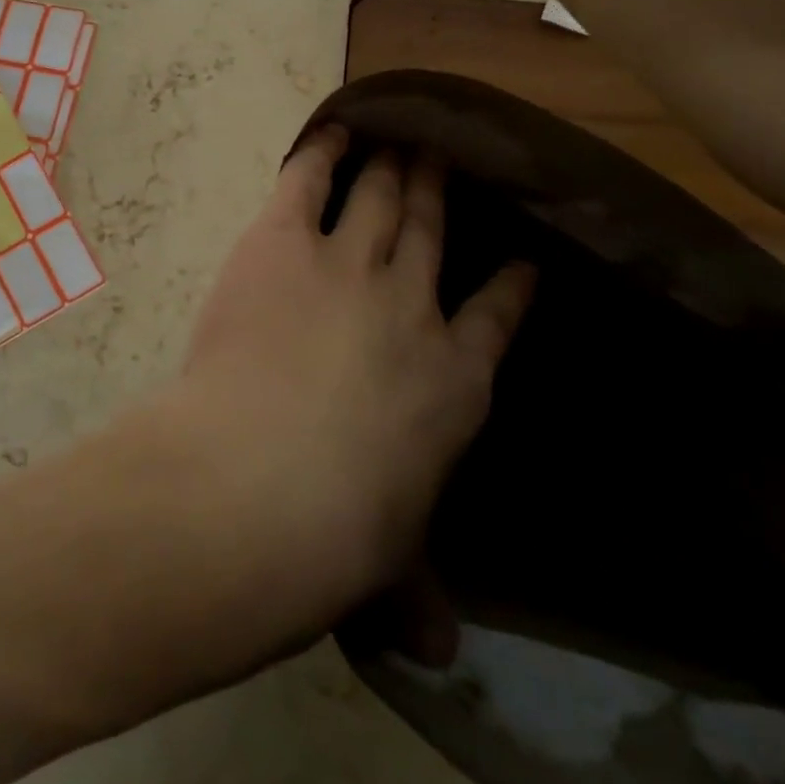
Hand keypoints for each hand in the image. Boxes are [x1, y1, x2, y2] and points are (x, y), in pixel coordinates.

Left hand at [159, 127, 535, 631]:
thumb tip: (437, 652)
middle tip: (445, 157)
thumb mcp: (388, 562)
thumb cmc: (338, 533)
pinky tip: (328, 131)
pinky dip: (319, 153)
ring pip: (380, 198)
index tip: (520, 257)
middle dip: (440, 193)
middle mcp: (410, 305)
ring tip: (401, 138)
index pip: (496, 318)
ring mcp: (348, 264)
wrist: (264, 481)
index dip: (509, 282)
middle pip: (431, 232)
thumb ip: (412, 592)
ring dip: (391, 164)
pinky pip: (306, 181)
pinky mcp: (282, 243)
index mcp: (453, 381)